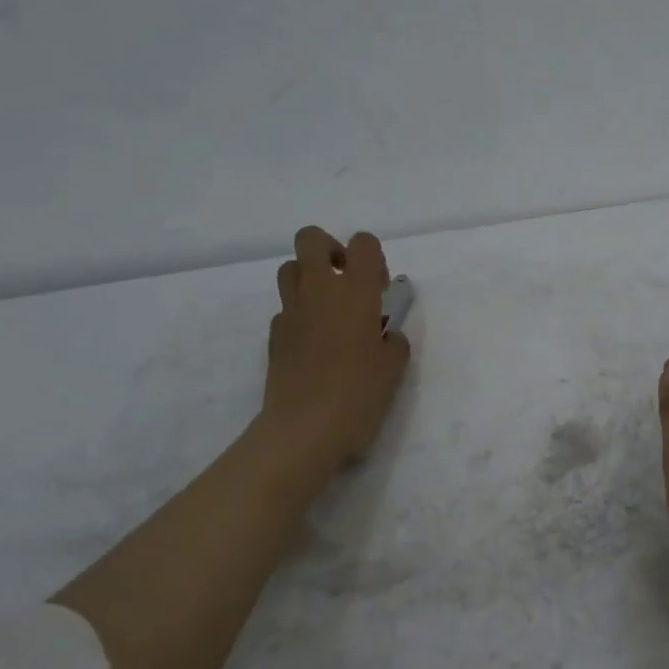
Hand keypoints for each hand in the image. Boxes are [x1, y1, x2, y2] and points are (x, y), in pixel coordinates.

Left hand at [265, 226, 410, 463]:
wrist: (304, 429)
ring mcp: (291, 310)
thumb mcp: (394, 367)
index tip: (379, 288)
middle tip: (346, 282)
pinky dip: (299, 315)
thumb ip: (394, 341)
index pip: (362, 243)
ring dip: (309, 278)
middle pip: (312, 239)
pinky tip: (313, 344)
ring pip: (290, 268)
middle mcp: (319, 290)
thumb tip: (386, 335)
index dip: (372, 257)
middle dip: (330, 250)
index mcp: (356, 291)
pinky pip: (286, 308)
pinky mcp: (273, 335)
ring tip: (328, 310)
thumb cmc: (359, 393)